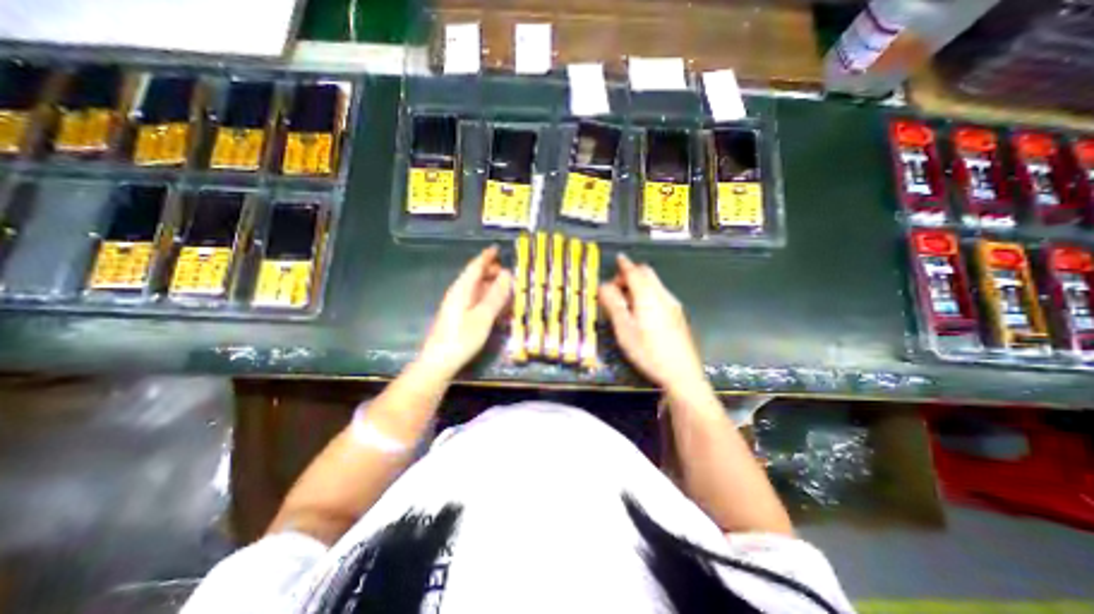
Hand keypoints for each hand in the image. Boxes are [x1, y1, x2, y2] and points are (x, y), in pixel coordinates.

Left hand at [421, 245, 512, 378]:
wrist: (439, 362)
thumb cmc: (462, 338)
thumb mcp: (483, 316)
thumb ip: (496, 295)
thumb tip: (507, 274)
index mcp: (462, 289)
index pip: (475, 267)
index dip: (486, 257)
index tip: (497, 249)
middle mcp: (458, 294)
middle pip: (475, 277)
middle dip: (491, 271)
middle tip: (509, 272)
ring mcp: (457, 306)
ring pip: (476, 289)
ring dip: (491, 286)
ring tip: (507, 289)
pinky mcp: (458, 317)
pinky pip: (475, 301)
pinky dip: (487, 299)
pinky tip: (496, 307)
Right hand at [602, 251, 705, 393]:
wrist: (682, 373)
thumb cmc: (648, 352)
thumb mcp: (624, 329)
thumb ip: (613, 305)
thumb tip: (604, 286)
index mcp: (648, 296)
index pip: (634, 272)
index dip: (624, 265)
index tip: (618, 258)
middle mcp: (663, 295)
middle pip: (647, 273)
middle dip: (631, 273)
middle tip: (616, 287)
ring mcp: (673, 305)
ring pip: (655, 283)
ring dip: (639, 284)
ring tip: (626, 301)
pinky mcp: (678, 314)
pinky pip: (660, 293)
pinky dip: (647, 292)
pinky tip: (642, 310)